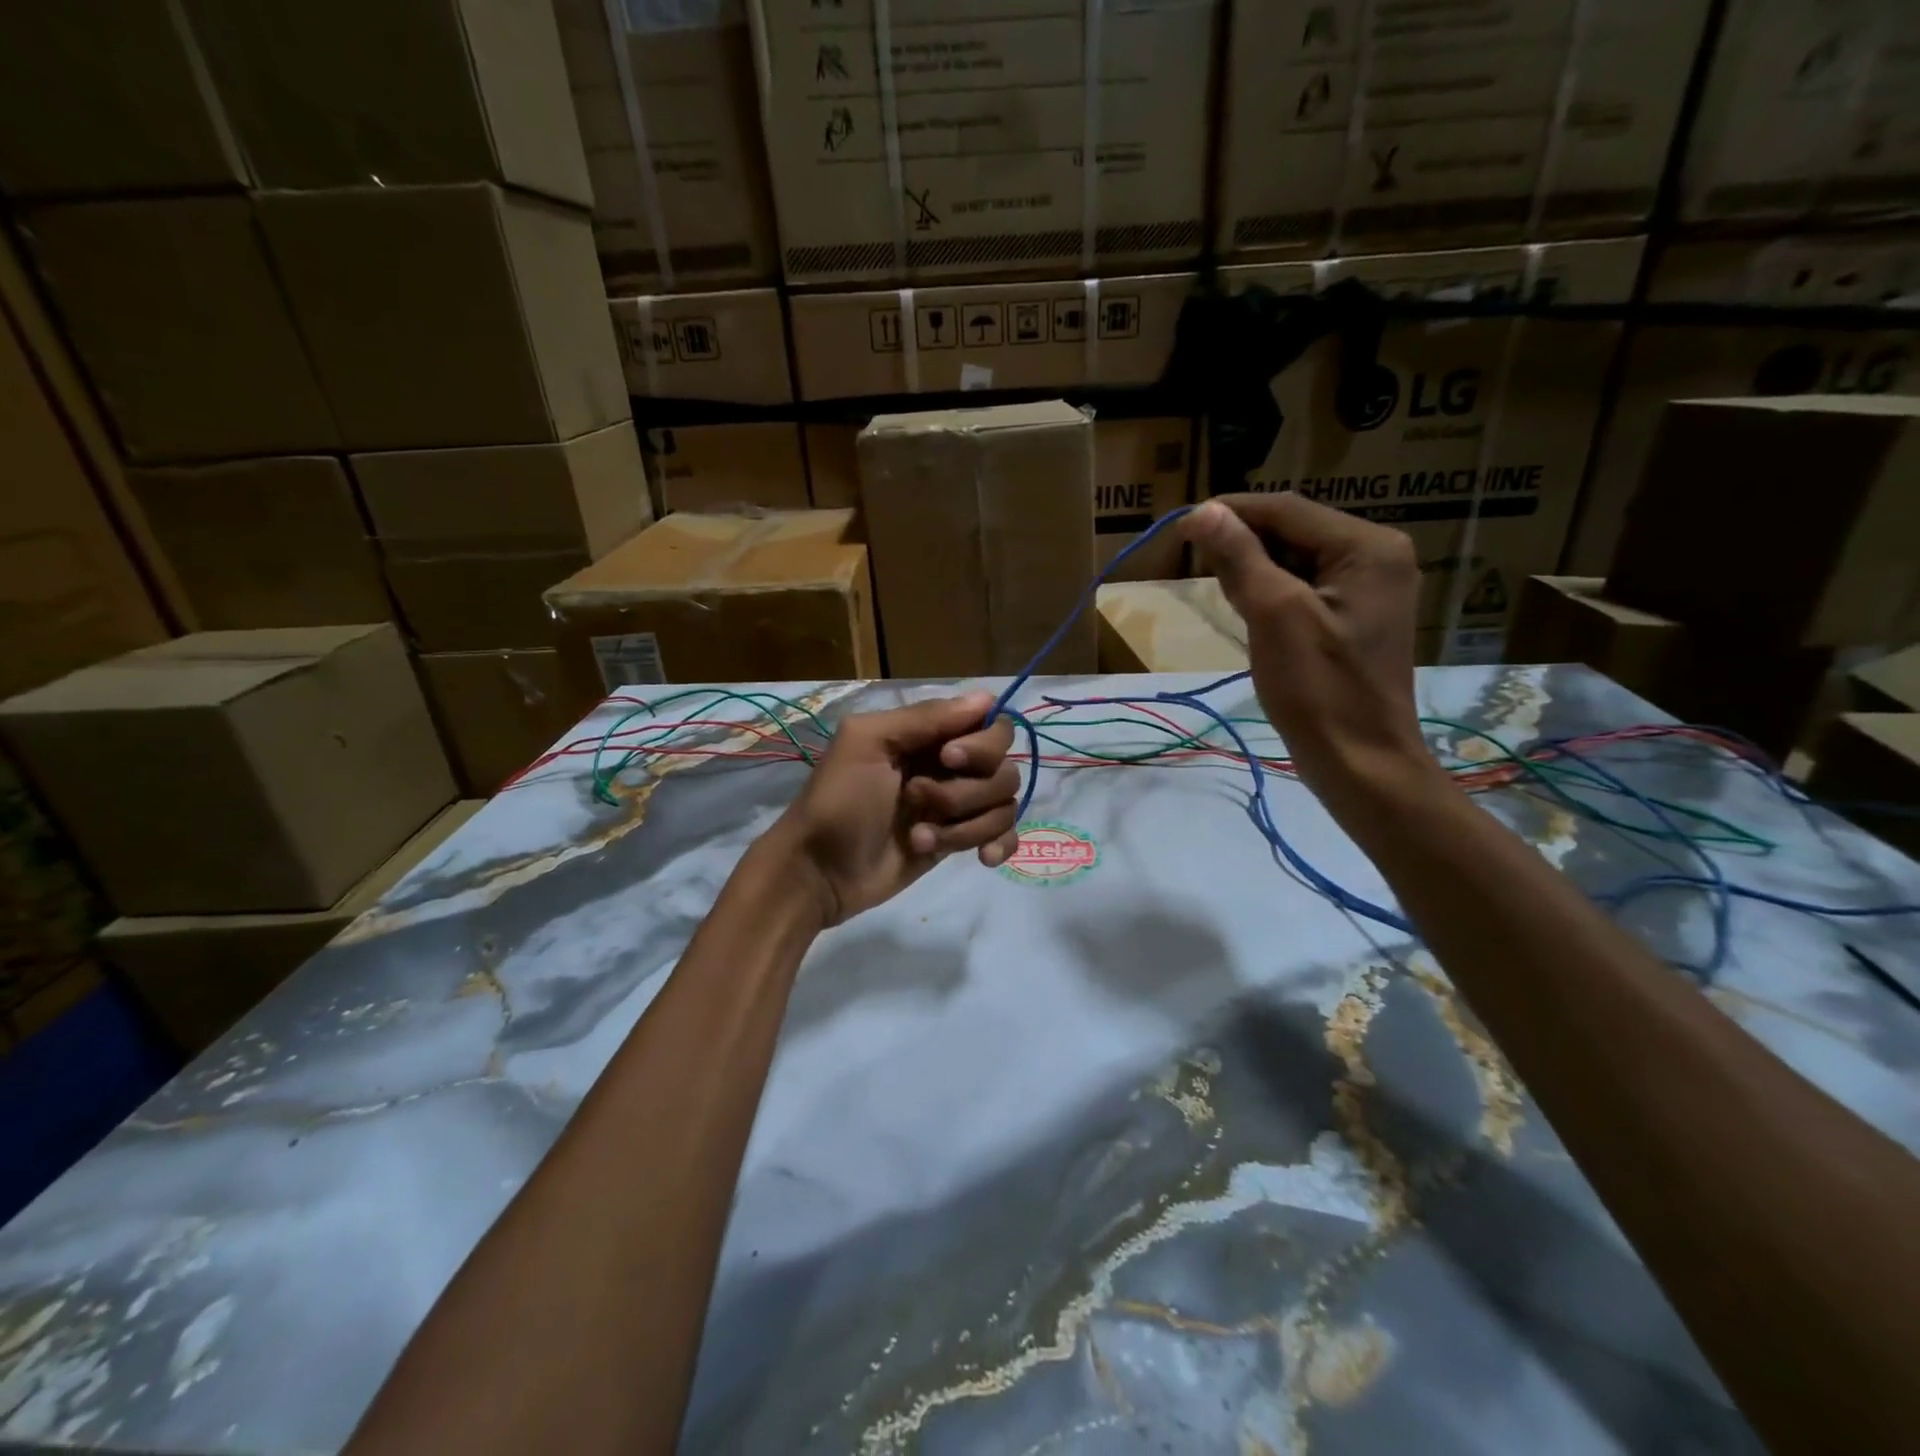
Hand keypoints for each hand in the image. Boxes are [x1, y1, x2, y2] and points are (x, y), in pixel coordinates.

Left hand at [769, 692, 1021, 925]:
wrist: (819, 871)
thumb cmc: (838, 800)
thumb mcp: (867, 743)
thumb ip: (924, 717)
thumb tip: (987, 699)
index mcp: (928, 735)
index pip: (990, 725)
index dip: (981, 744)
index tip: (948, 759)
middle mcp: (950, 766)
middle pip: (1003, 768)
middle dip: (965, 791)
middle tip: (917, 799)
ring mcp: (957, 806)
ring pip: (1004, 805)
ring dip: (965, 825)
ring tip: (918, 838)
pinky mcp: (958, 841)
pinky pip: (1004, 835)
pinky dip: (999, 844)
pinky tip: (981, 859)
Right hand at [1182, 494, 1439, 816]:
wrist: (1360, 762)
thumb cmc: (1319, 689)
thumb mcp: (1275, 615)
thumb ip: (1240, 558)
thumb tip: (1203, 511)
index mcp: (1368, 547)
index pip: (1287, 510)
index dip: (1231, 512)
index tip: (1182, 525)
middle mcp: (1377, 556)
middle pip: (1294, 531)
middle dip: (1243, 542)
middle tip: (1194, 562)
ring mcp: (1369, 589)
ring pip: (1295, 560)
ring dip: (1253, 568)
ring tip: (1216, 585)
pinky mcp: (1354, 618)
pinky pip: (1303, 588)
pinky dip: (1270, 592)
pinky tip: (1246, 610)